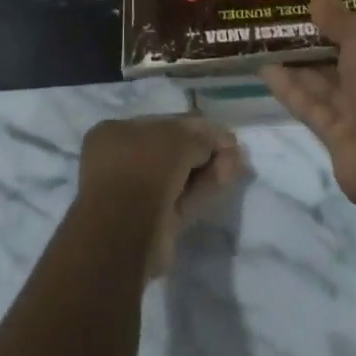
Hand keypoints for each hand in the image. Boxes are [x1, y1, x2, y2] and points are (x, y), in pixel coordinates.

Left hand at [78, 115, 244, 276]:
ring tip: (238, 163)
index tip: (222, 132)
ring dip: (209, 168)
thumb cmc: (143, 167)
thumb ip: (201, 136)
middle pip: (173, 150)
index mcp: (117, 133)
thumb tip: (223, 140)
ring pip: (180, 176)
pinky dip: (205, 188)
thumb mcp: (176, 138)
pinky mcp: (154, 222)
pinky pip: (183, 199)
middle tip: (234, 150)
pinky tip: (228, 178)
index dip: (194, 126)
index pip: (163, 124)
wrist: (124, 231)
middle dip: (204, 149)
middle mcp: (124, 161)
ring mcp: (138, 194)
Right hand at [261, 0, 355, 219]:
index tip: (328, 4)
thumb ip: (340, 17)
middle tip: (288, 17)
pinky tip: (265, 69)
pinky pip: (314, 107)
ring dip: (300, 63)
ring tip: (268, 39)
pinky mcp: (343, 138)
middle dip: (323, 40)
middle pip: (354, 56)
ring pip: (330, 83)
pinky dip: (291, 89)